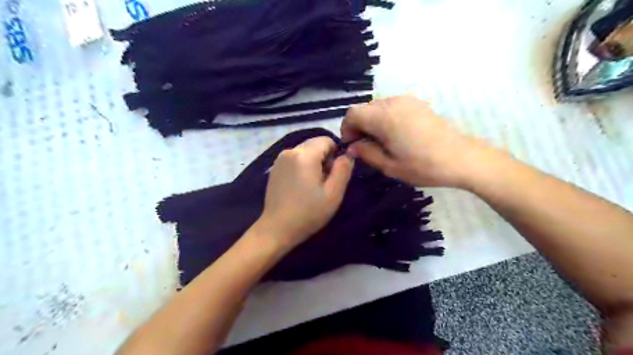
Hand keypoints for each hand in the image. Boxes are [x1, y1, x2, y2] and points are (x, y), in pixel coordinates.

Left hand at [257, 136, 354, 248]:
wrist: (277, 229)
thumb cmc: (308, 213)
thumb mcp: (333, 194)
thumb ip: (344, 169)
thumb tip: (348, 154)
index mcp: (304, 155)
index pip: (327, 140)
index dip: (335, 154)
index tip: (333, 175)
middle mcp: (290, 151)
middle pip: (315, 145)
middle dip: (324, 159)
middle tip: (324, 183)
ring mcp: (279, 159)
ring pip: (305, 152)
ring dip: (313, 164)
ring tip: (311, 187)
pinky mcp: (274, 168)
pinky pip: (295, 159)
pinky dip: (302, 168)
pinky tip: (300, 187)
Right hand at [342, 95, 493, 187]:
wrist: (461, 158)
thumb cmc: (423, 166)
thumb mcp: (389, 166)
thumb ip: (366, 153)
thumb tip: (352, 147)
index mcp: (383, 117)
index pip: (352, 114)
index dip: (347, 129)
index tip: (352, 146)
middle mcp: (393, 102)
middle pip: (364, 109)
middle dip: (359, 126)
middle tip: (365, 147)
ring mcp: (407, 101)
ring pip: (377, 107)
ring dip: (372, 123)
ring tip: (381, 142)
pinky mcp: (417, 104)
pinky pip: (392, 107)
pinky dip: (386, 119)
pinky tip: (395, 135)